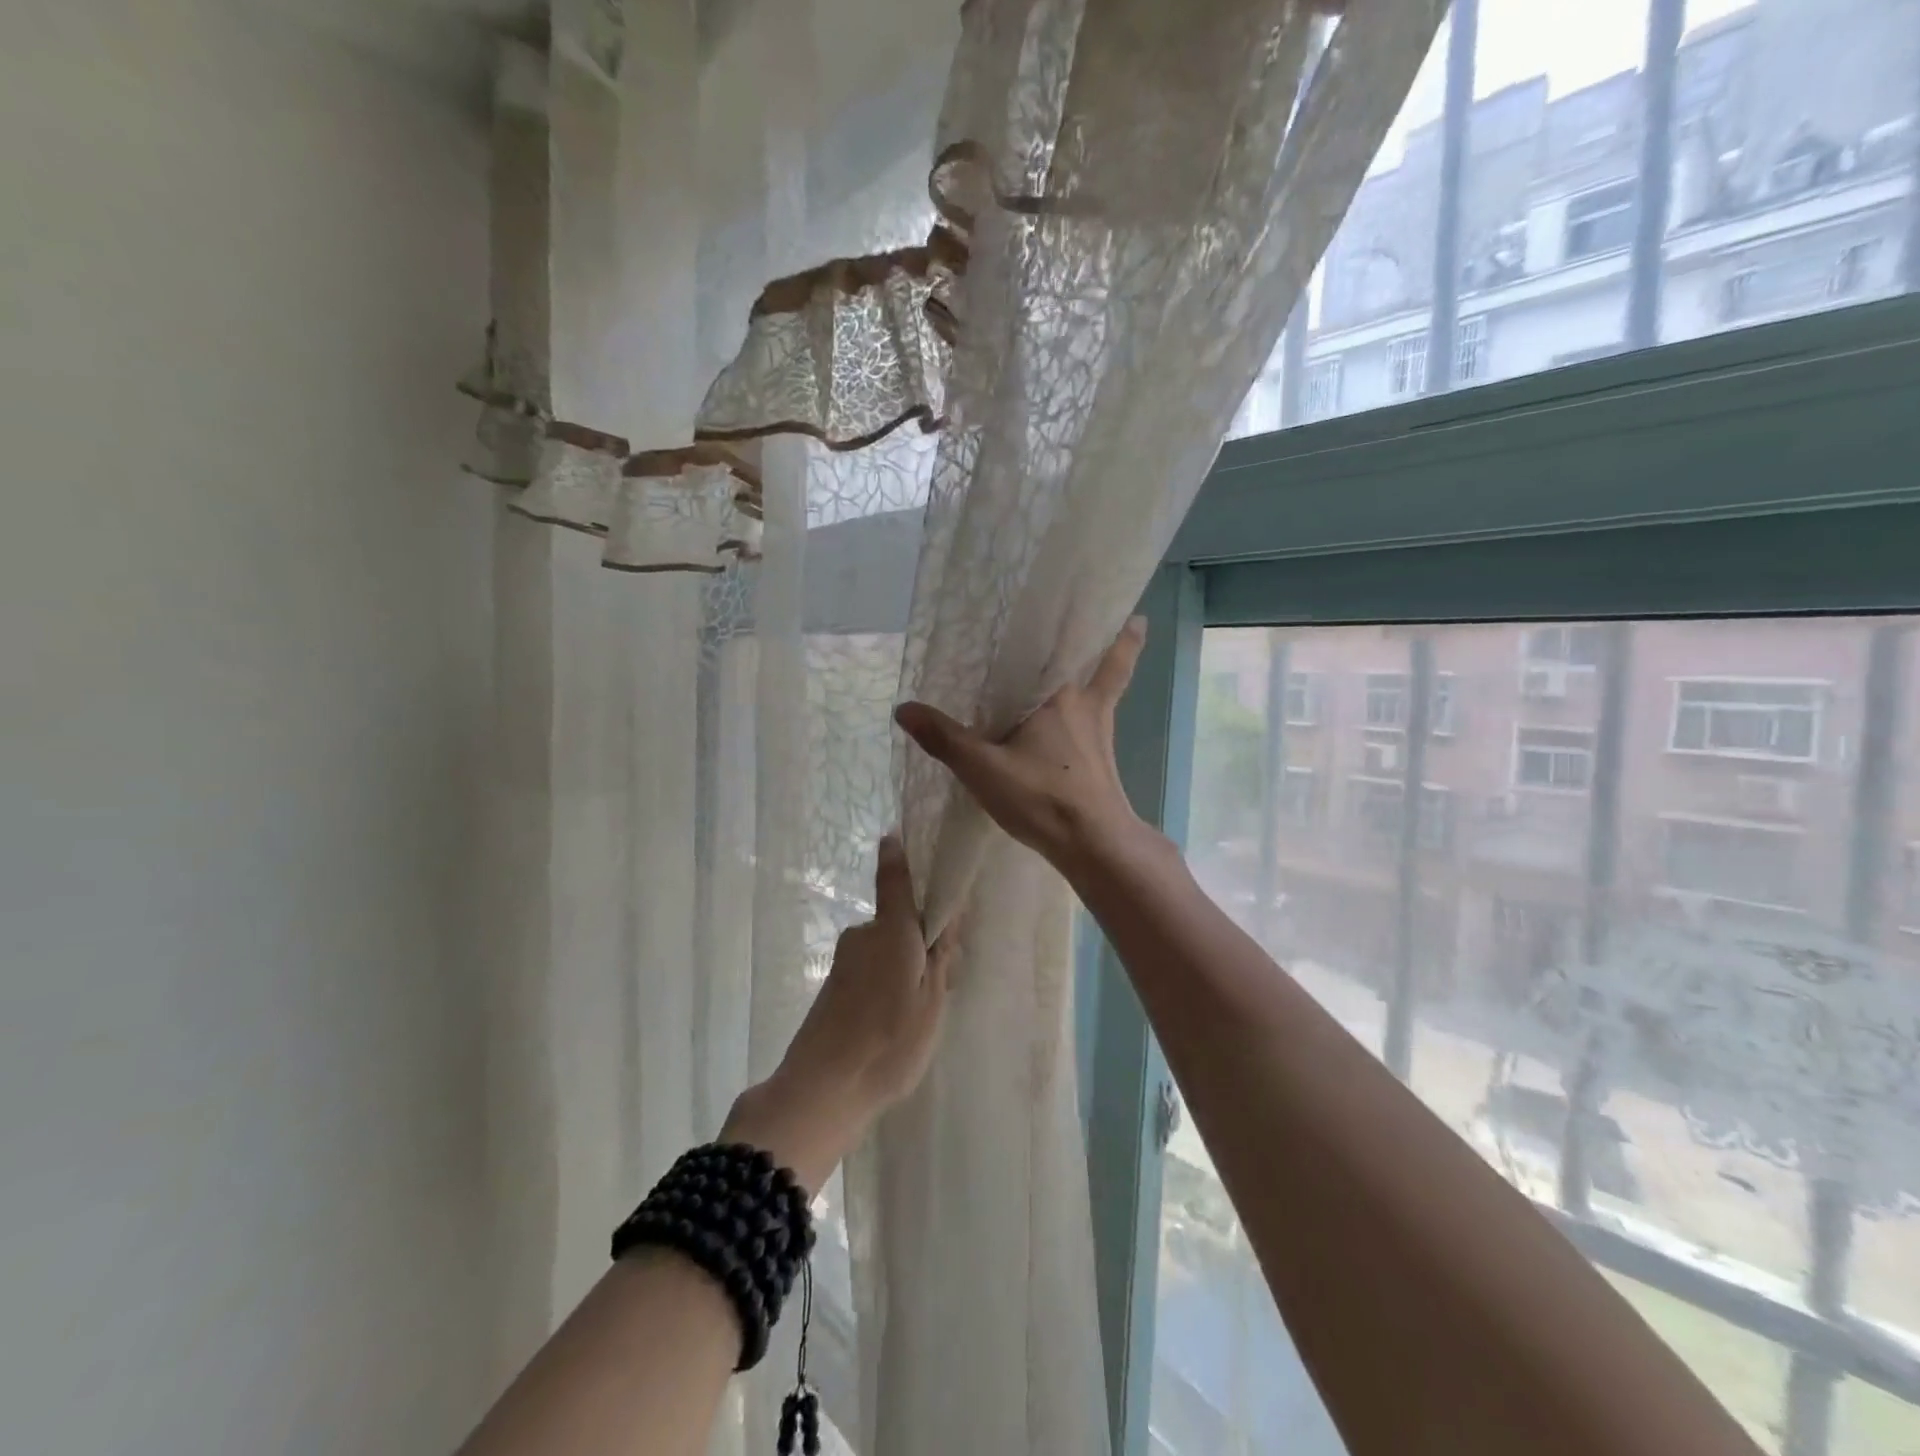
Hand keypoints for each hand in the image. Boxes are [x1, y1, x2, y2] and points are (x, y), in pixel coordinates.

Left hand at [723, 835, 954, 1192]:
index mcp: (891, 932)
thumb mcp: (931, 1001)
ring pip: (886, 948)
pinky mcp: (833, 986)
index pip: (895, 880)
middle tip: (943, 978)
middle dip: (921, 938)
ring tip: (918, 1013)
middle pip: (899, 921)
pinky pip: (871, 969)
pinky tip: (892, 1022)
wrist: (822, 1088)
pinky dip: (886, 983)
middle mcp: (864, 935)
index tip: (896, 836)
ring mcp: (845, 961)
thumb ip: (940, 957)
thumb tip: (947, 917)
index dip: (897, 857)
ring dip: (904, 965)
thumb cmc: (889, 1042)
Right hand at [894, 617, 1154, 877]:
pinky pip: (1106, 714)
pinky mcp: (1105, 754)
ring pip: (1108, 681)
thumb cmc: (1042, 797)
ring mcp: (1100, 728)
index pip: (1053, 644)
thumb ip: (944, 738)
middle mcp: (1084, 701)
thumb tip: (903, 708)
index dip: (1057, 619)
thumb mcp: (982, 768)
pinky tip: (1094, 712)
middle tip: (1095, 603)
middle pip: (1091, 657)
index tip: (1060, 592)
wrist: (1095, 843)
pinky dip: (1106, 702)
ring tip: (1133, 625)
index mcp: (1055, 694)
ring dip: (1116, 655)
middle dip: (1097, 631)